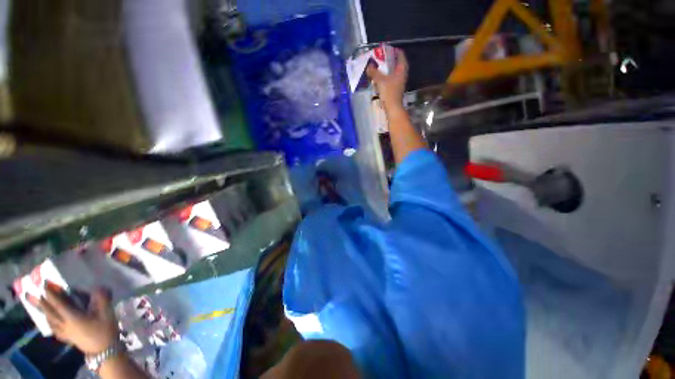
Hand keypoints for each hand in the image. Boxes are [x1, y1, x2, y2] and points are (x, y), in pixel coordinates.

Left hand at [32, 284, 118, 354]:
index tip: (44, 285)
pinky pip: (55, 329)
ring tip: (41, 307)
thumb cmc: (104, 330)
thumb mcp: (107, 313)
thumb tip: (99, 286)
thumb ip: (102, 299)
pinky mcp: (68, 338)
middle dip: (43, 303)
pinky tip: (51, 323)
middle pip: (51, 313)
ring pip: (50, 322)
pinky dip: (50, 324)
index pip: (58, 304)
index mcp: (72, 317)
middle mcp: (65, 324)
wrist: (105, 350)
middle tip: (36, 294)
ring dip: (45, 313)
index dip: (51, 294)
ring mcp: (65, 333)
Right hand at [366, 48, 408, 112]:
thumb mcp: (381, 81)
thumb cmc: (389, 93)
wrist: (393, 108)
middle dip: (388, 60)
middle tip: (380, 58)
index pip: (400, 55)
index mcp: (401, 70)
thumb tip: (369, 66)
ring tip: (377, 67)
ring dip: (386, 69)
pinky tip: (378, 79)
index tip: (386, 49)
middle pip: (396, 64)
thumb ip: (374, 72)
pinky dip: (385, 77)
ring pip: (393, 72)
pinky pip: (390, 79)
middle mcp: (402, 75)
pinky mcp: (395, 89)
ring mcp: (399, 83)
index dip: (394, 51)